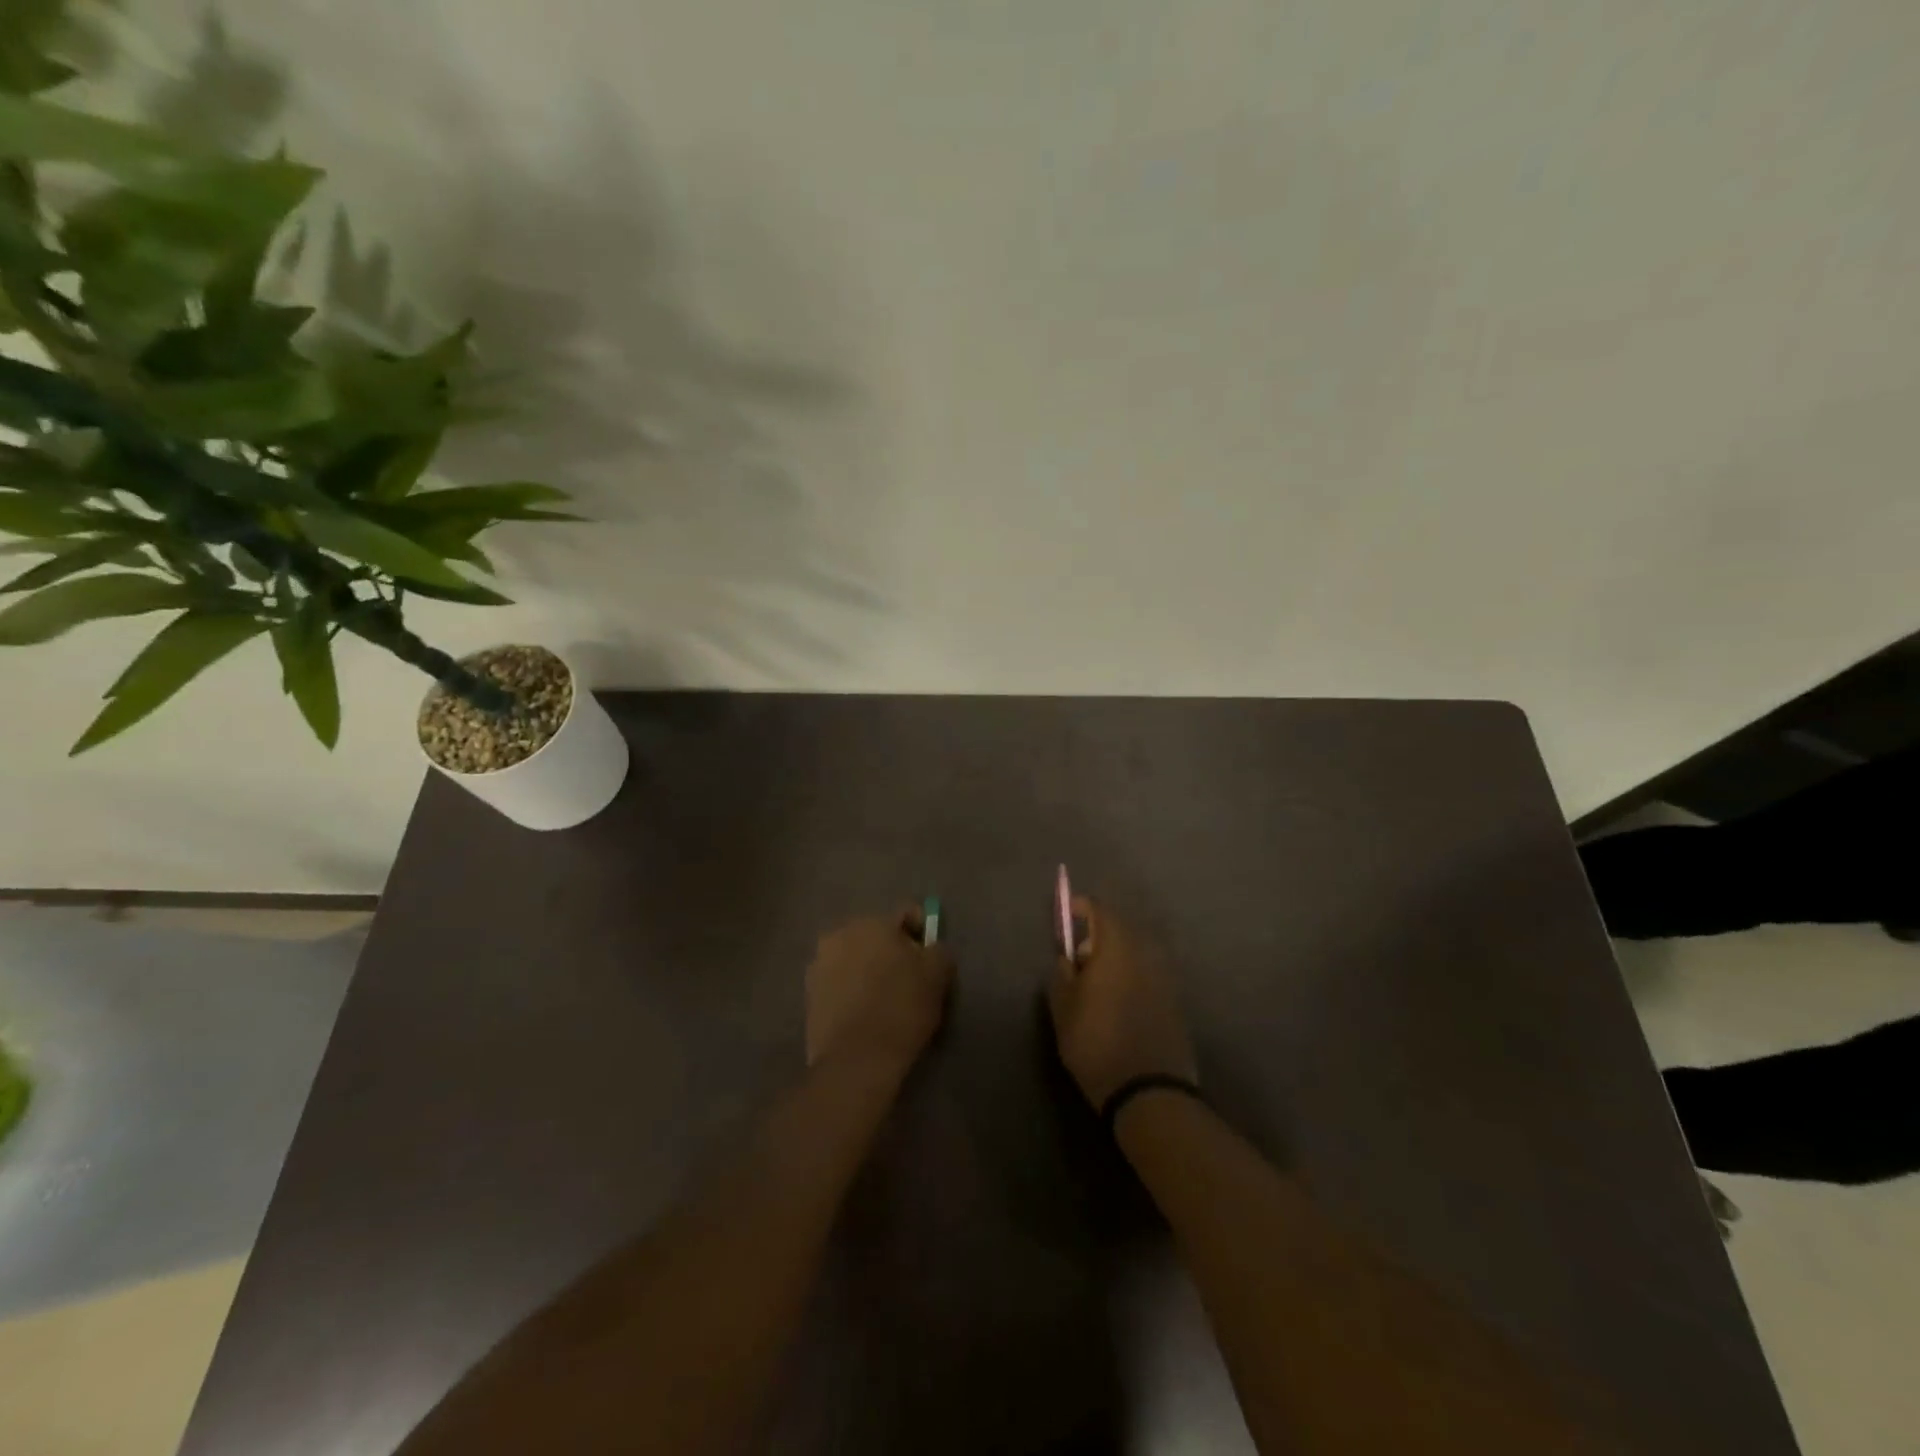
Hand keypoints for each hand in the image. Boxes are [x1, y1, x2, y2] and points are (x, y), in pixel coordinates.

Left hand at [806, 909, 953, 1072]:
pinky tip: (863, 1013)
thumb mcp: (938, 975)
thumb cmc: (901, 1009)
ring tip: (883, 999)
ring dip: (868, 969)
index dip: (922, 932)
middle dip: (891, 950)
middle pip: (876, 935)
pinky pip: (838, 982)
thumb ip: (938, 951)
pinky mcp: (808, 993)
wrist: (856, 1059)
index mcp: (873, 922)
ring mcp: (819, 963)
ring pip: (854, 957)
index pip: (906, 914)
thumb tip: (931, 949)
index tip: (929, 957)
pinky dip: (851, 990)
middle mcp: (840, 934)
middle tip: (908, 979)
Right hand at [1048, 896, 1197, 1108]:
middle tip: (1078, 960)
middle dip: (1098, 936)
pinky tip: (1117, 1003)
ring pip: (1136, 953)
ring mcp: (1165, 977)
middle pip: (1121, 929)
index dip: (1082, 907)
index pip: (1101, 910)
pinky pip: (1147, 974)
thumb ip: (1061, 975)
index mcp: (1117, 948)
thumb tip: (1067, 959)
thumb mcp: (1063, 1009)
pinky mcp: (1175, 1000)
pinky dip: (1131, 977)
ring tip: (1096, 986)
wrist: (1149, 1091)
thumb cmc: (1096, 1044)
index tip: (1067, 914)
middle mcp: (1145, 954)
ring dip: (1116, 958)